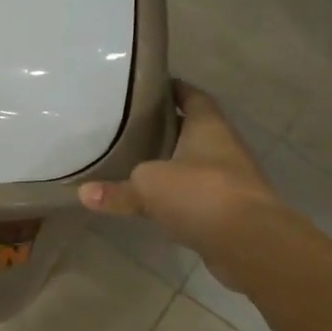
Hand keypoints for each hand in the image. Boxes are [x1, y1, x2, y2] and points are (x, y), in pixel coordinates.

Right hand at [77, 82, 280, 292]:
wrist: (249, 243)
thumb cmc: (200, 194)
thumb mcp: (148, 186)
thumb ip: (117, 190)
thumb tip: (82, 193)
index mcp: (208, 127)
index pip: (193, 97)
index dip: (174, 89)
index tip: (150, 87)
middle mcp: (223, 148)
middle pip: (194, 131)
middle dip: (167, 130)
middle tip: (131, 127)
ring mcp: (230, 182)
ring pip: (196, 166)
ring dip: (173, 166)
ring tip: (137, 164)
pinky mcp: (229, 213)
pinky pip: (198, 198)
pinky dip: (179, 199)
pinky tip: (156, 204)